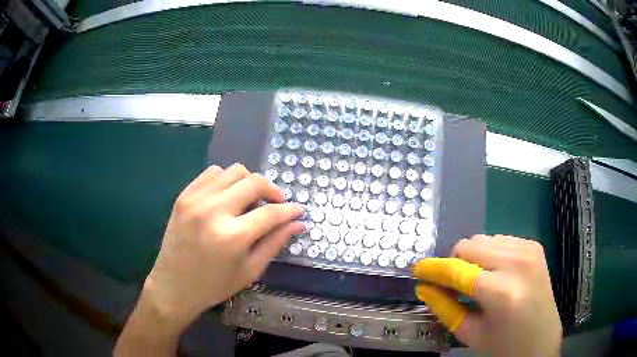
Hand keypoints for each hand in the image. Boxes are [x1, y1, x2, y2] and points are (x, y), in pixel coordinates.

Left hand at [115, 164, 302, 355]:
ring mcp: (196, 200)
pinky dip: (226, 179)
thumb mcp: (250, 270)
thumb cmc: (214, 285)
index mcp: (232, 237)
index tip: (298, 210)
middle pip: (254, 182)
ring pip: (233, 171)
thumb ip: (275, 243)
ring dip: (249, 182)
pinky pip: (212, 173)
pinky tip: (228, 195)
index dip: (289, 210)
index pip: (271, 212)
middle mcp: (214, 211)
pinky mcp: (184, 196)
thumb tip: (298, 223)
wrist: (174, 285)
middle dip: (272, 190)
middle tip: (276, 203)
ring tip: (250, 199)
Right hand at [413, 235, 561, 356]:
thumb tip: (424, 287)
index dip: (433, 268)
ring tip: (474, 281)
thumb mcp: (470, 333)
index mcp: (502, 292)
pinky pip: (499, 240)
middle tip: (451, 284)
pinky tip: (493, 273)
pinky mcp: (533, 245)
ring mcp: (529, 249)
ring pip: (483, 239)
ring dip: (471, 258)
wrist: (541, 339)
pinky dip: (489, 254)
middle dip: (454, 263)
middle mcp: (518, 263)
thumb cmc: (504, 345)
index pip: (457, 270)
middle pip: (469, 245)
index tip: (417, 270)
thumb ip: (445, 308)